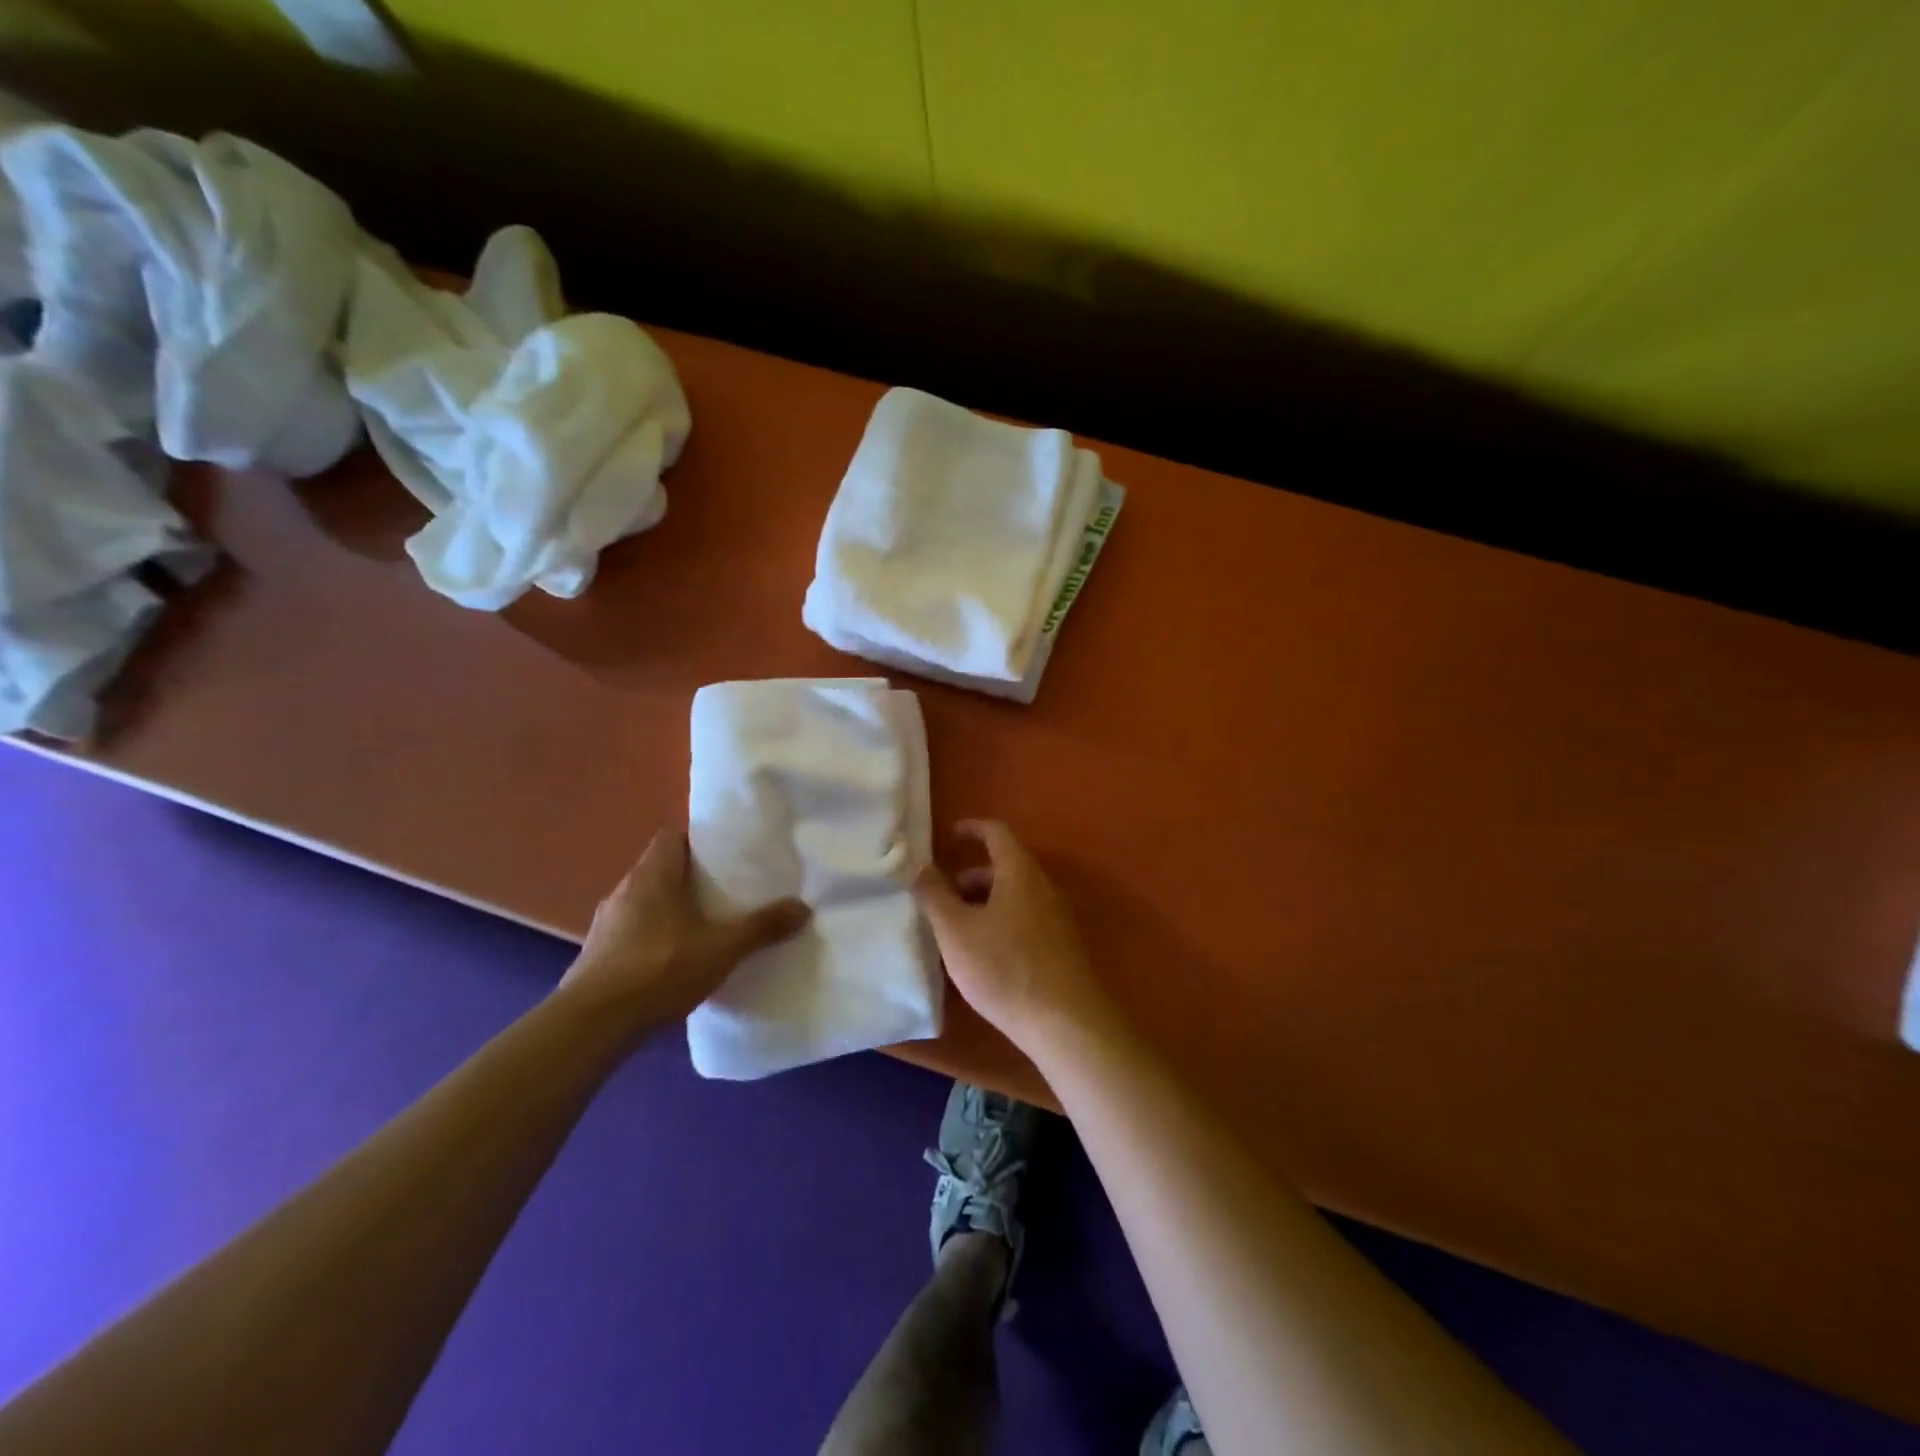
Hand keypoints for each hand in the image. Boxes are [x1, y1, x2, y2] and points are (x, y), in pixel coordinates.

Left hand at [556, 830, 809, 1031]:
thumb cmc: (659, 969)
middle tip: (725, 894)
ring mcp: (606, 925)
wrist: (593, 1024)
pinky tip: (672, 964)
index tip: (726, 857)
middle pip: (661, 870)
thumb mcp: (722, 948)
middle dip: (691, 880)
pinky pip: (632, 934)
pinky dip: (652, 940)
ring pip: (645, 904)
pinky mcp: (596, 956)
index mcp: (652, 875)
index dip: (698, 842)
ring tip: (702, 929)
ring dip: (670, 912)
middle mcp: (624, 891)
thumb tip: (803, 907)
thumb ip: (762, 927)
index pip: (672, 838)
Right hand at [915, 820, 1111, 1053]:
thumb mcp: (956, 932)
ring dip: (982, 904)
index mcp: (1020, 873)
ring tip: (954, 933)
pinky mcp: (1061, 947)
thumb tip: (920, 865)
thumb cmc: (1004, 968)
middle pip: (1004, 868)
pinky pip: (1024, 919)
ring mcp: (1056, 918)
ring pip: (1013, 897)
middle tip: (939, 900)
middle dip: (968, 878)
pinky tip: (982, 956)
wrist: (1065, 1023)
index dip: (971, 829)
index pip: (997, 833)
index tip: (948, 836)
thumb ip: (935, 895)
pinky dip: (999, 923)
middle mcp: (1043, 887)